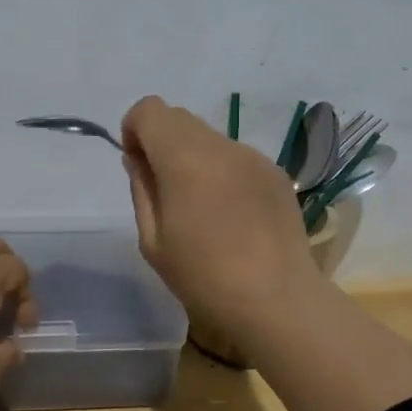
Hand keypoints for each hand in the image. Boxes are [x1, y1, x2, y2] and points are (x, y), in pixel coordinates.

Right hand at [120, 96, 321, 342]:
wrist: (277, 301)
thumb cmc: (203, 278)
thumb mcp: (153, 241)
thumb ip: (142, 190)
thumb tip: (138, 160)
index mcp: (184, 159)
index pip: (150, 110)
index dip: (134, 130)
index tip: (138, 166)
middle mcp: (220, 146)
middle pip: (179, 117)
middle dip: (162, 141)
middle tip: (165, 189)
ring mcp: (253, 157)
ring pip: (209, 137)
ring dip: (194, 157)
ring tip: (202, 207)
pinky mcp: (276, 173)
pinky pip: (236, 157)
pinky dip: (222, 171)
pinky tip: (232, 215)